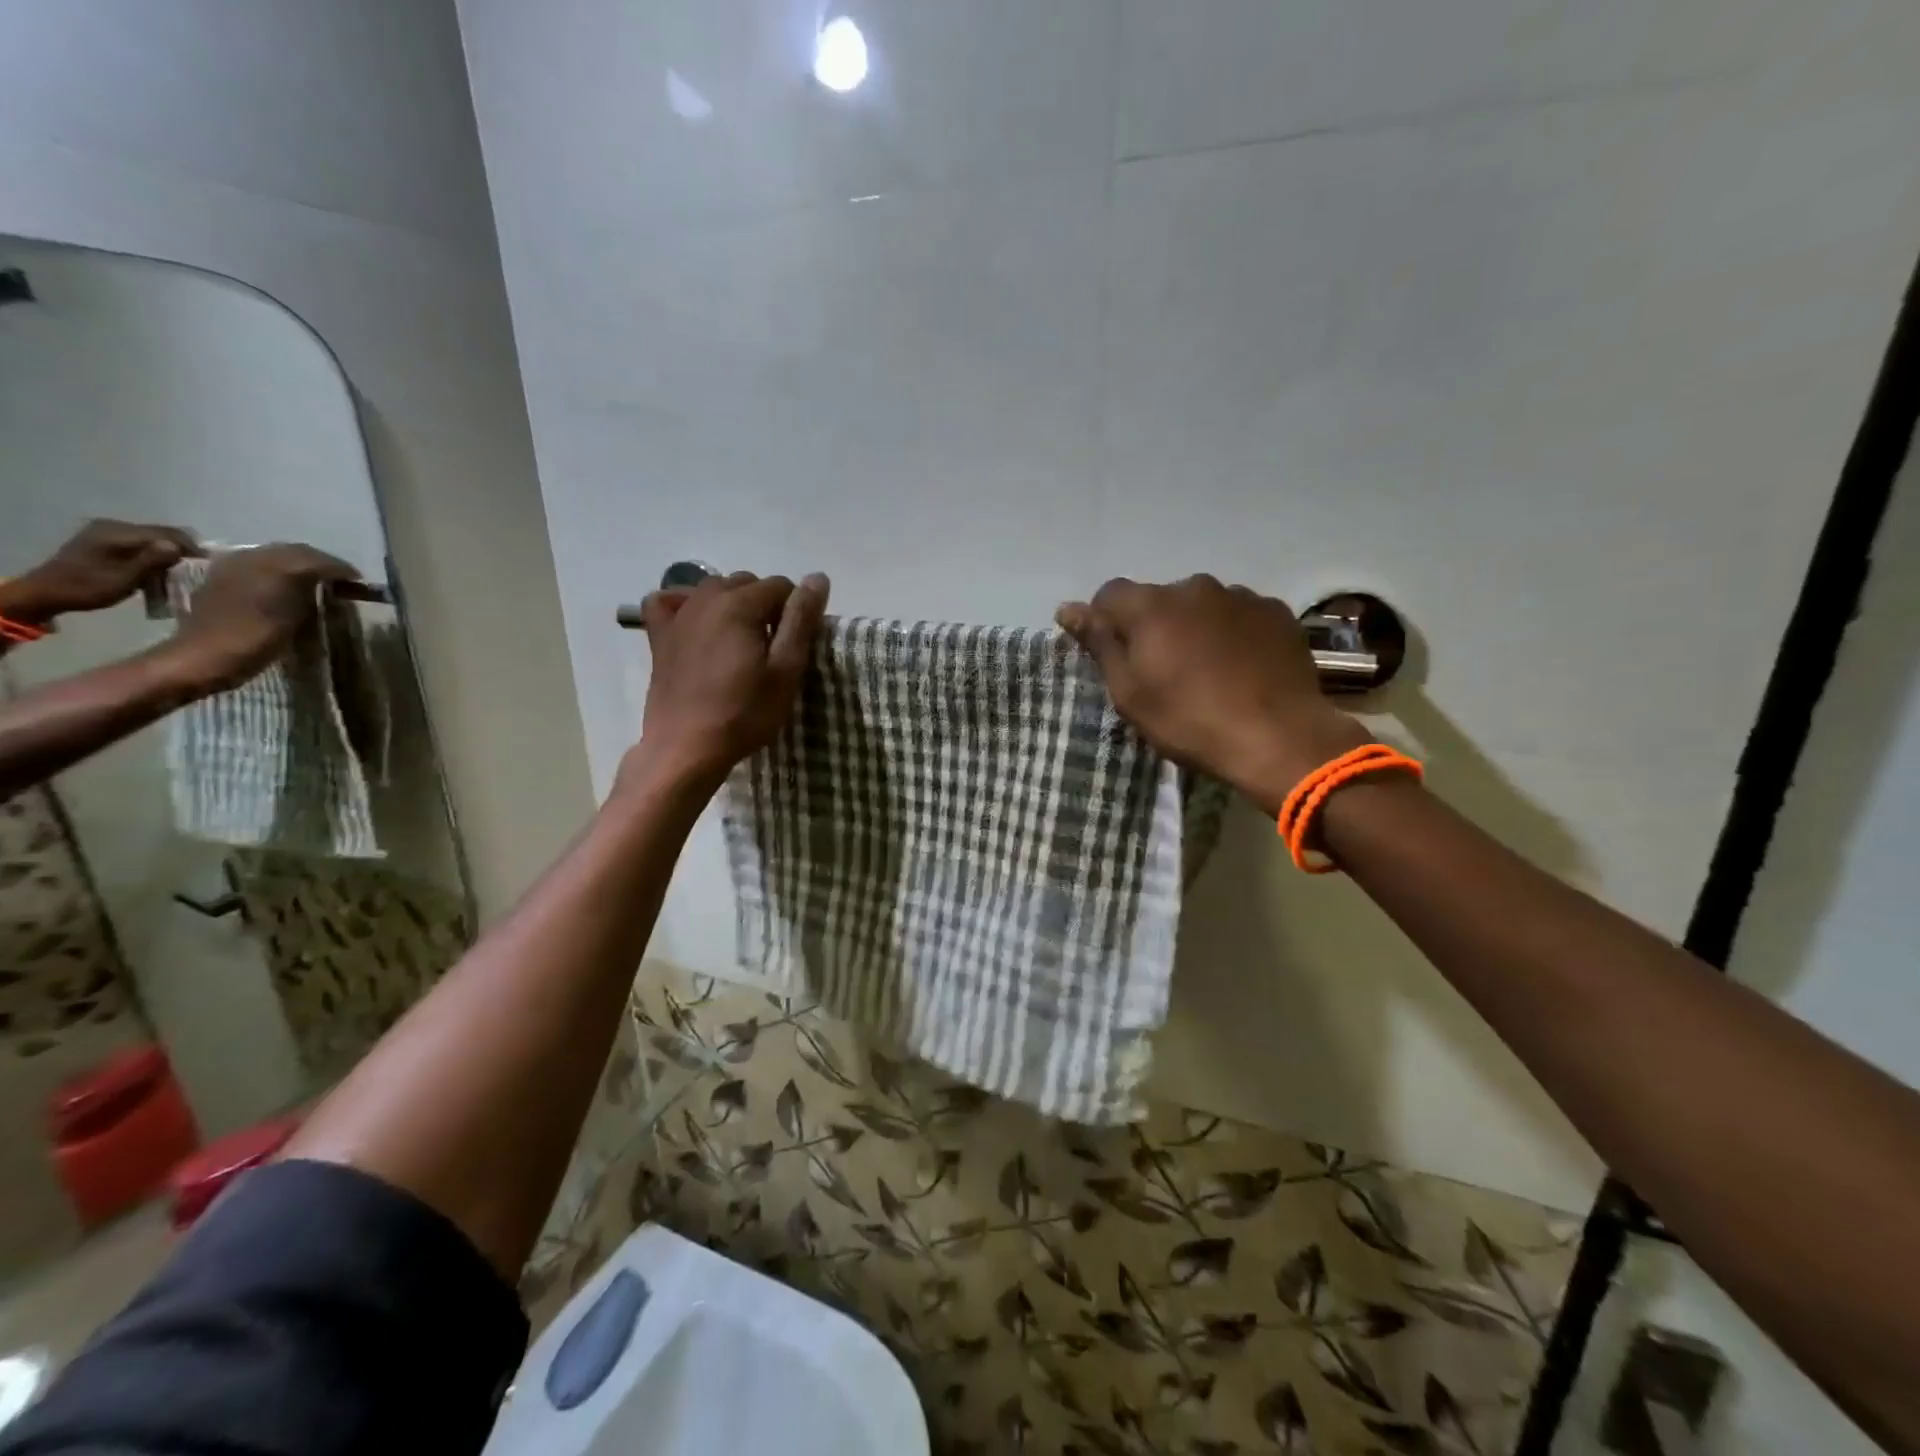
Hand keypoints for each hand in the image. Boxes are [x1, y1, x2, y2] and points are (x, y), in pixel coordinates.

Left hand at [5, 520, 198, 620]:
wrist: (47, 592)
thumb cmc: (88, 588)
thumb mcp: (124, 578)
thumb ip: (151, 560)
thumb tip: (177, 546)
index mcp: (118, 533)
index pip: (168, 533)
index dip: (192, 547)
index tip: (209, 566)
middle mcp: (114, 526)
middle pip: (162, 533)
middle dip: (182, 550)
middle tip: (197, 570)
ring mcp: (107, 531)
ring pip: (153, 538)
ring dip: (169, 552)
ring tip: (180, 571)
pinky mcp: (105, 539)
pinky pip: (141, 542)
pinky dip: (155, 553)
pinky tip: (158, 567)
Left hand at [166, 544, 360, 693]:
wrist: (205, 656)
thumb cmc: (256, 639)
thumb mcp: (295, 616)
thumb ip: (311, 589)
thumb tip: (329, 578)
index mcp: (271, 566)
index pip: (315, 558)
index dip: (340, 568)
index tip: (359, 581)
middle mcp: (251, 558)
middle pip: (295, 551)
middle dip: (322, 563)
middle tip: (343, 580)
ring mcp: (233, 566)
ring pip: (277, 555)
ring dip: (301, 565)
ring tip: (319, 582)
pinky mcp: (222, 577)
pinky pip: (259, 563)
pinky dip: (280, 570)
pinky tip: (289, 586)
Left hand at [629, 571, 830, 790]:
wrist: (686, 748)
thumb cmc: (744, 714)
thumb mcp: (786, 671)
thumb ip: (801, 621)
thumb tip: (818, 577)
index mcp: (740, 605)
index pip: (781, 585)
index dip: (795, 611)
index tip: (795, 644)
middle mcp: (706, 599)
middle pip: (747, 583)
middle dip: (765, 606)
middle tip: (772, 648)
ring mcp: (678, 615)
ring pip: (713, 589)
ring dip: (733, 605)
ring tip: (741, 643)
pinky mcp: (659, 636)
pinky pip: (669, 602)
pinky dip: (686, 605)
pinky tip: (697, 625)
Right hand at [1057, 574, 1369, 812]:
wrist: (1278, 738)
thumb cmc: (1189, 721)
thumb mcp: (1130, 693)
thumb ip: (1099, 644)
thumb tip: (1067, 608)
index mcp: (1151, 606)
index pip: (1110, 594)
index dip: (1105, 621)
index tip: (1114, 656)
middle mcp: (1195, 587)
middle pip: (1159, 599)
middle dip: (1154, 626)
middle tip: (1162, 671)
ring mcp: (1241, 596)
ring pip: (1201, 606)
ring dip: (1194, 628)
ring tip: (1207, 671)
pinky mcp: (1276, 612)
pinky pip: (1239, 615)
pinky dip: (1231, 633)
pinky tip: (1240, 668)